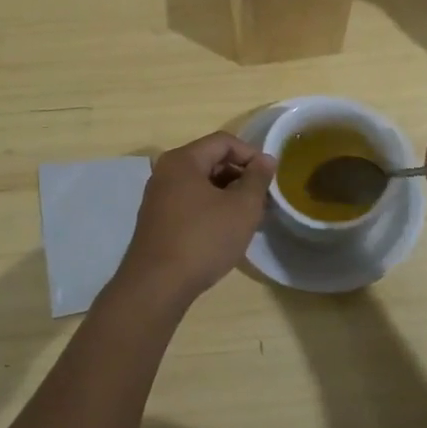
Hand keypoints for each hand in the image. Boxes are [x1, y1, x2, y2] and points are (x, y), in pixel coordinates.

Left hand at [112, 132, 275, 313]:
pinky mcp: (157, 220)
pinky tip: (225, 230)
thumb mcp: (242, 208)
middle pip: (210, 160)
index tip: (270, 178)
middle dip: (240, 175)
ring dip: (227, 194)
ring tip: (248, 217)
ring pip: (201, 183)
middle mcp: (166, 172)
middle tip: (262, 199)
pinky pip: (190, 202)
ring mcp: (158, 197)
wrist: (157, 286)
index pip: (224, 141)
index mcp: (183, 160)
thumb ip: (257, 179)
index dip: (251, 154)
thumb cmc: (203, 239)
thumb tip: (266, 159)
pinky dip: (211, 208)